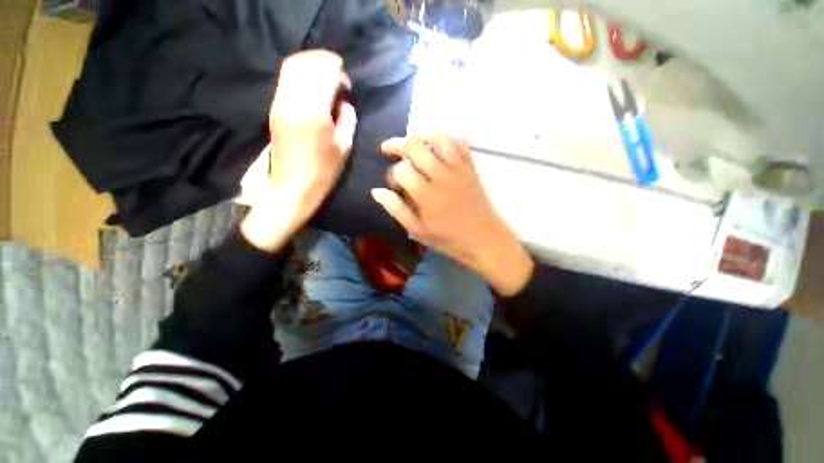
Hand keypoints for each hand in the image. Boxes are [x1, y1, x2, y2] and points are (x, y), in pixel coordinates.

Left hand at [241, 50, 357, 251]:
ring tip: (325, 78)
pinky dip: (299, 75)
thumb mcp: (344, 148)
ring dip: (310, 65)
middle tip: (338, 76)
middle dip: (324, 62)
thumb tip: (344, 103)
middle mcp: (293, 101)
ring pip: (292, 67)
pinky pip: (285, 80)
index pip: (325, 73)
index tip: (347, 85)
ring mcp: (279, 103)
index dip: (339, 73)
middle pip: (306, 63)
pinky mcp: (273, 109)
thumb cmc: (323, 173)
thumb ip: (347, 120)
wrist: (293, 189)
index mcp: (314, 112)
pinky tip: (311, 88)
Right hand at [371, 135, 532, 295]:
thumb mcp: (418, 231)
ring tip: (416, 150)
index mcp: (426, 195)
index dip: (392, 175)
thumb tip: (376, 191)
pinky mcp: (471, 167)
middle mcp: (441, 175)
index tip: (395, 186)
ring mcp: (458, 168)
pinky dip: (448, 142)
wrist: (484, 239)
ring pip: (438, 137)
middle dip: (397, 144)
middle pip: (415, 145)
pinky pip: (461, 142)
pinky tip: (441, 153)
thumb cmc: (449, 239)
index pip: (401, 170)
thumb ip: (397, 209)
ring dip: (423, 140)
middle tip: (389, 150)